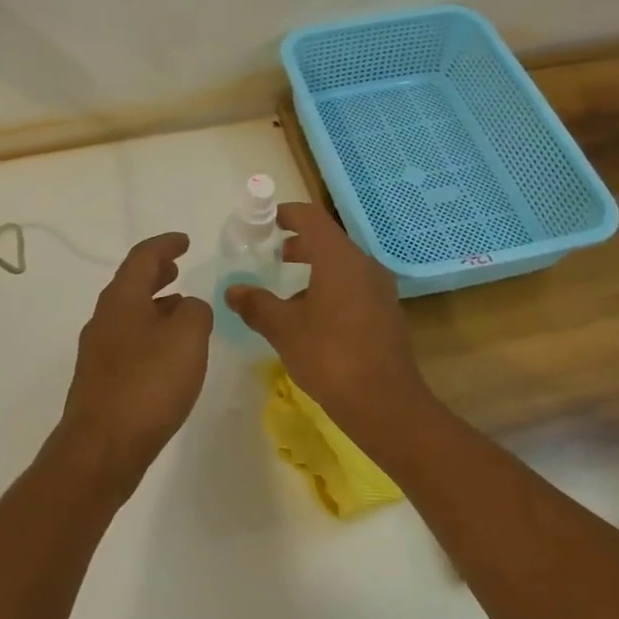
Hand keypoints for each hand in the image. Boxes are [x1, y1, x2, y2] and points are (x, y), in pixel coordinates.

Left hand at [54, 232, 213, 496]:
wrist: (102, 447)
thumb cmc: (148, 384)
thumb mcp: (188, 338)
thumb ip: (196, 312)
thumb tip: (188, 306)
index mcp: (122, 299)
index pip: (142, 257)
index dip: (165, 245)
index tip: (185, 241)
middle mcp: (104, 317)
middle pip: (131, 283)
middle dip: (156, 272)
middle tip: (178, 267)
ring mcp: (98, 349)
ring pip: (129, 312)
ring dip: (155, 304)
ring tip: (180, 307)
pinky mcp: (101, 378)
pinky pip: (128, 340)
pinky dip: (149, 331)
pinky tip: (167, 351)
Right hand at [225, 203, 436, 450]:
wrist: (386, 404)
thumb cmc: (330, 356)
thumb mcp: (283, 329)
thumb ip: (256, 304)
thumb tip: (233, 290)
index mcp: (339, 259)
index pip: (311, 218)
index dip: (286, 214)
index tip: (263, 221)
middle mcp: (364, 265)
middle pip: (328, 240)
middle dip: (298, 242)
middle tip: (270, 253)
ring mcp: (379, 289)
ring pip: (341, 264)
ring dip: (313, 266)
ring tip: (286, 287)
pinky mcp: (385, 313)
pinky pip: (353, 285)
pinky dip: (329, 286)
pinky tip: (311, 316)